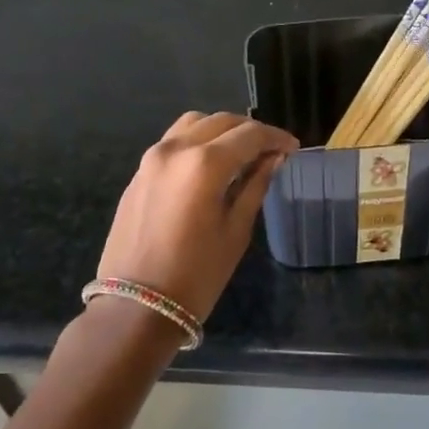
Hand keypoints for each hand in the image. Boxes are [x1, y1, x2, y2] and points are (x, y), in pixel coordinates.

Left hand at [96, 111, 297, 323]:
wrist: (136, 306)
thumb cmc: (197, 274)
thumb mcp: (236, 231)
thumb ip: (255, 186)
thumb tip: (272, 159)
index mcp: (205, 163)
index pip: (250, 135)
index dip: (275, 137)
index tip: (292, 147)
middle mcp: (175, 150)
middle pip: (220, 122)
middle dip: (250, 131)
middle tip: (271, 150)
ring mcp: (151, 159)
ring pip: (193, 124)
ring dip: (221, 131)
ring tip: (240, 153)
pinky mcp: (138, 174)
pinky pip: (173, 142)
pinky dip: (197, 142)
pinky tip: (210, 166)